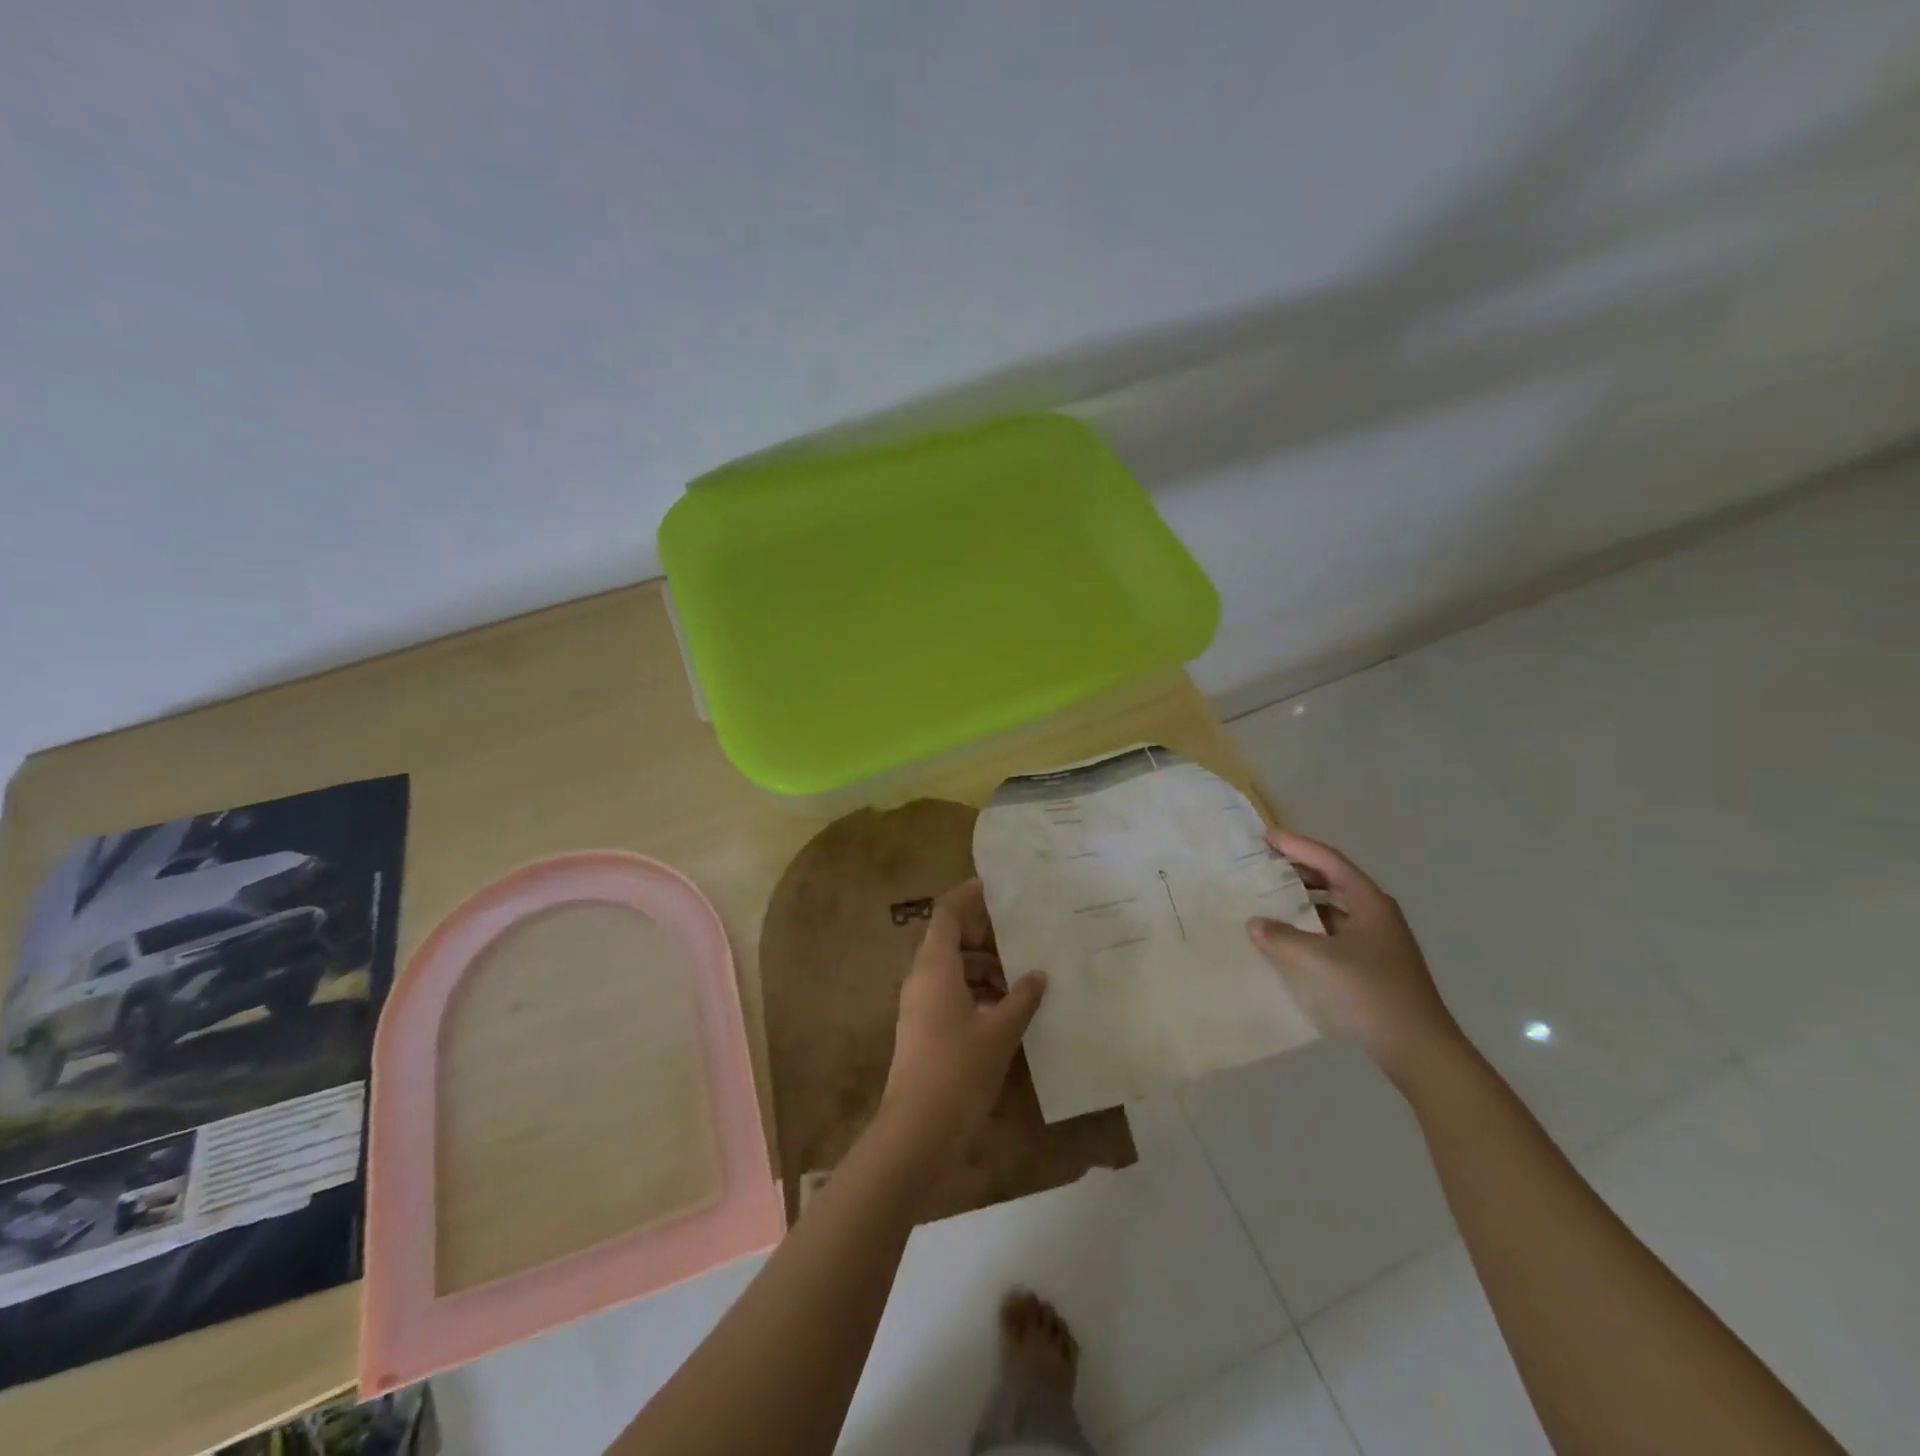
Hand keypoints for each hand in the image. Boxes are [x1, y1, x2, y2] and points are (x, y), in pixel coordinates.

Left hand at [881, 879, 1045, 1158]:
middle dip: (985, 934)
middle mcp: (922, 977)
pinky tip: (1007, 1006)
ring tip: (1023, 973)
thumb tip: (1038, 974)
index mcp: (935, 966)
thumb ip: (1021, 997)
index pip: (948, 913)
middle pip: (950, 938)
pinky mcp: (924, 1028)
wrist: (918, 1130)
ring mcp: (920, 1004)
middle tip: (1023, 934)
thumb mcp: (999, 1030)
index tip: (998, 888)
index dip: (970, 896)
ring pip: (953, 968)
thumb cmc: (959, 1069)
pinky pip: (951, 992)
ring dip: (985, 966)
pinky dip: (977, 990)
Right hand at [1247, 830, 1465, 1089]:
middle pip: (1334, 879)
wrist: (1419, 1047)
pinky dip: (1311, 926)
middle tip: (1266, 863)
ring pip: (1334, 907)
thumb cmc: (1373, 992)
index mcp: (1371, 903)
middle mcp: (1376, 914)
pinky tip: (1290, 937)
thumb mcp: (1323, 961)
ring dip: (1305, 899)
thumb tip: (1254, 923)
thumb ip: (1285, 938)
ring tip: (1271, 896)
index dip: (1298, 846)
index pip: (1330, 861)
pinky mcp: (1372, 963)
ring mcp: (1377, 940)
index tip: (1267, 837)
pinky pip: (1335, 931)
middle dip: (1300, 869)